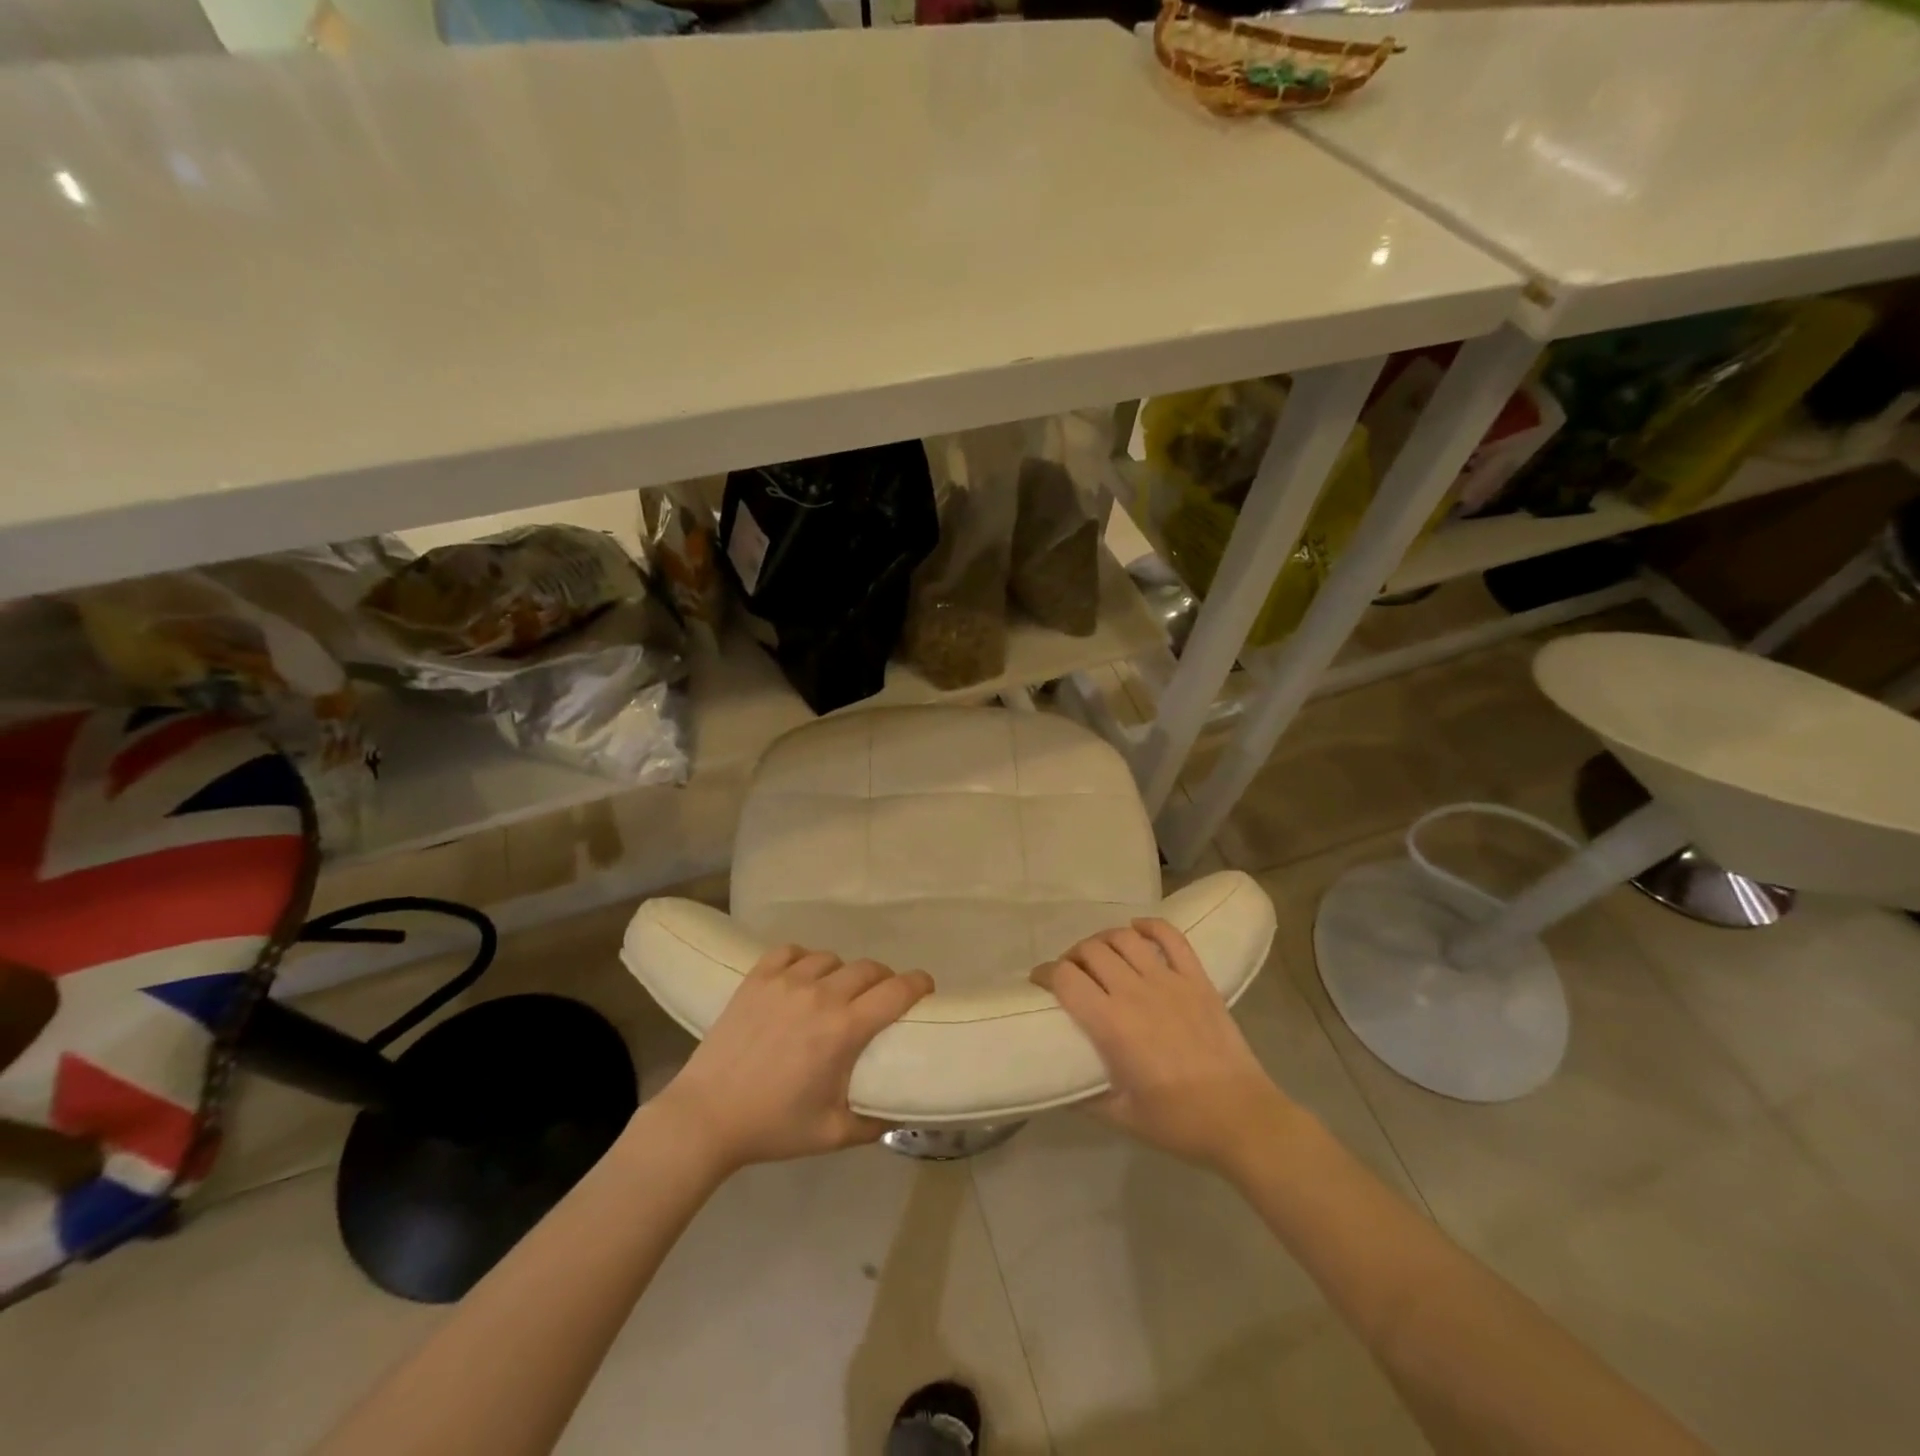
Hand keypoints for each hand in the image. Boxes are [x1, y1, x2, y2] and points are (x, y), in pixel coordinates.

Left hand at [650, 945, 933, 1174]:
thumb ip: (873, 1122)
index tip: (926, 987)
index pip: (896, 991)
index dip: (918, 983)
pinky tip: (802, 976)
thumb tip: (899, 1112)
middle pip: (868, 968)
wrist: (706, 1117)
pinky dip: (804, 959)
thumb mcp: (832, 1134)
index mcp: (844, 1029)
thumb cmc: (773, 1126)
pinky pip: (791, 951)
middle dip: (883, 979)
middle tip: (881, 998)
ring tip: (837, 991)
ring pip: (831, 958)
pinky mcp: (757, 977)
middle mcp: (820, 995)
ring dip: (843, 972)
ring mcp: (786, 981)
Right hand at [1034, 919, 1298, 1174]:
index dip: (1045, 973)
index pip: (1065, 978)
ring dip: (1103, 940)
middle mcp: (1135, 992)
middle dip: (1071, 957)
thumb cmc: (1178, 1122)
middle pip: (1090, 951)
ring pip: (1124, 938)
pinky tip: (1137, 929)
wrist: (1241, 1118)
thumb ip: (1082, 1098)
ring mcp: (1169, 981)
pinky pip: (1171, 937)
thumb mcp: (1120, 1118)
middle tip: (1070, 973)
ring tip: (1099, 954)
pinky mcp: (1197, 979)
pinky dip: (1150, 926)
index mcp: (1111, 1024)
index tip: (1039, 981)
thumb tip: (1054, 1086)